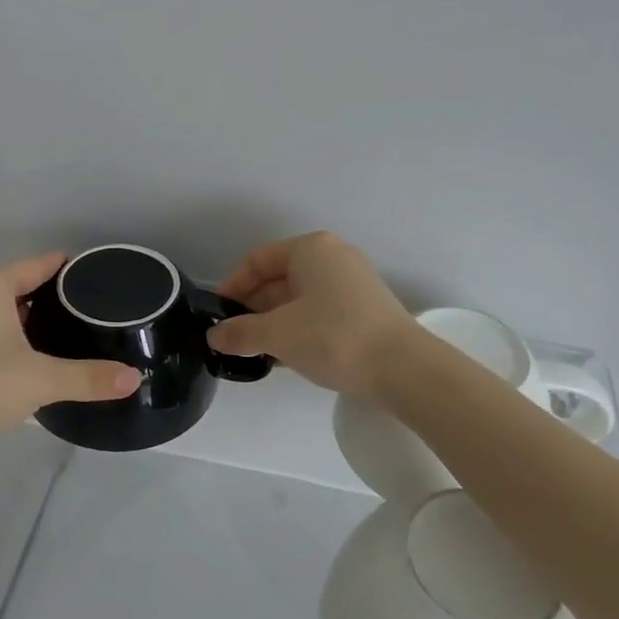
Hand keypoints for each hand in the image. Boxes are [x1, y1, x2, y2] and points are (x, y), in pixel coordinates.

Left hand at [0, 253, 139, 472]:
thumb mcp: (40, 381)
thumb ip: (90, 377)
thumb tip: (135, 379)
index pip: (38, 265)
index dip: (68, 271)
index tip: (96, 280)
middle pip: (12, 284)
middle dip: (44, 299)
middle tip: (81, 319)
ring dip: (16, 318)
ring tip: (52, 339)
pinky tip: (11, 359)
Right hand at [207, 232, 414, 398]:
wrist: (402, 368)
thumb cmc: (333, 337)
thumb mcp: (277, 334)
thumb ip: (240, 333)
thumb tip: (215, 336)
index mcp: (310, 249)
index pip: (258, 260)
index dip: (232, 286)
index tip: (218, 316)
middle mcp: (333, 258)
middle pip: (279, 277)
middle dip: (253, 308)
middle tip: (234, 339)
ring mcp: (353, 283)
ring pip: (300, 298)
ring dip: (275, 322)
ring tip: (256, 352)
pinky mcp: (366, 309)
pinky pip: (320, 312)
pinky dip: (299, 329)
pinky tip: (287, 357)